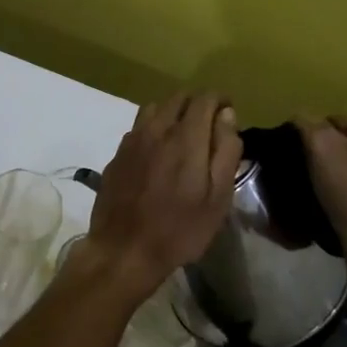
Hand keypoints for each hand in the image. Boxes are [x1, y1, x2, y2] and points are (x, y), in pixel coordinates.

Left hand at [84, 93, 240, 302]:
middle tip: (209, 126)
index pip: (204, 99)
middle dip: (198, 104)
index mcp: (186, 138)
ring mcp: (133, 139)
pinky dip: (153, 128)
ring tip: (183, 136)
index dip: (220, 100)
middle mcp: (157, 129)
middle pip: (179, 97)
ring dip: (173, 113)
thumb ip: (225, 152)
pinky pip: (139, 127)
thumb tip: (227, 116)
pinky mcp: (118, 152)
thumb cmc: (180, 229)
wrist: (124, 250)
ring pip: (156, 108)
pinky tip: (158, 152)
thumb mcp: (217, 198)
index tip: (228, 113)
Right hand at [297, 117, 346, 271]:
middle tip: (307, 181)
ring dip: (340, 188)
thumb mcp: (321, 147)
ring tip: (319, 203)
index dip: (313, 140)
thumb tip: (301, 119)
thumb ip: (308, 124)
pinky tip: (338, 219)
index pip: (336, 124)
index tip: (301, 161)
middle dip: (329, 164)